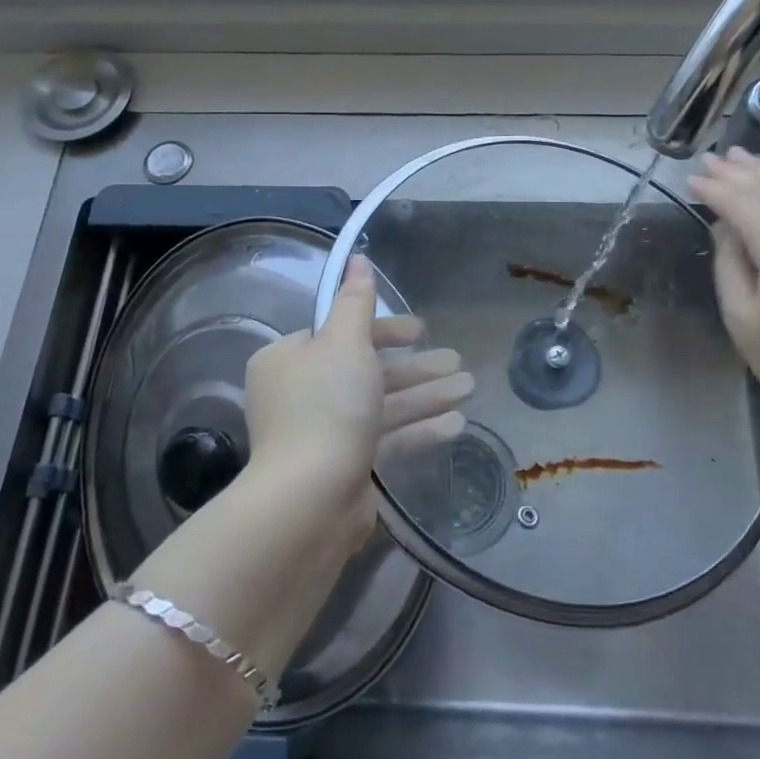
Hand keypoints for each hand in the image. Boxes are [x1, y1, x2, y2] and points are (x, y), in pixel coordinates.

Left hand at [243, 256, 473, 549]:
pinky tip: (456, 423)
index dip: (384, 330)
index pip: (341, 334)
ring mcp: (324, 434)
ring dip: (426, 395)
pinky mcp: (346, 467)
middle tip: (457, 360)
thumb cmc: (327, 407)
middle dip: (416, 366)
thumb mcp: (344, 342)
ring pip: (382, 405)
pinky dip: (418, 429)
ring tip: (469, 387)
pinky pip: (386, 439)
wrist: (310, 500)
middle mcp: (302, 394)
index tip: (421, 329)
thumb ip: (356, 301)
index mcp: (290, 360)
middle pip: (367, 370)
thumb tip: (357, 258)